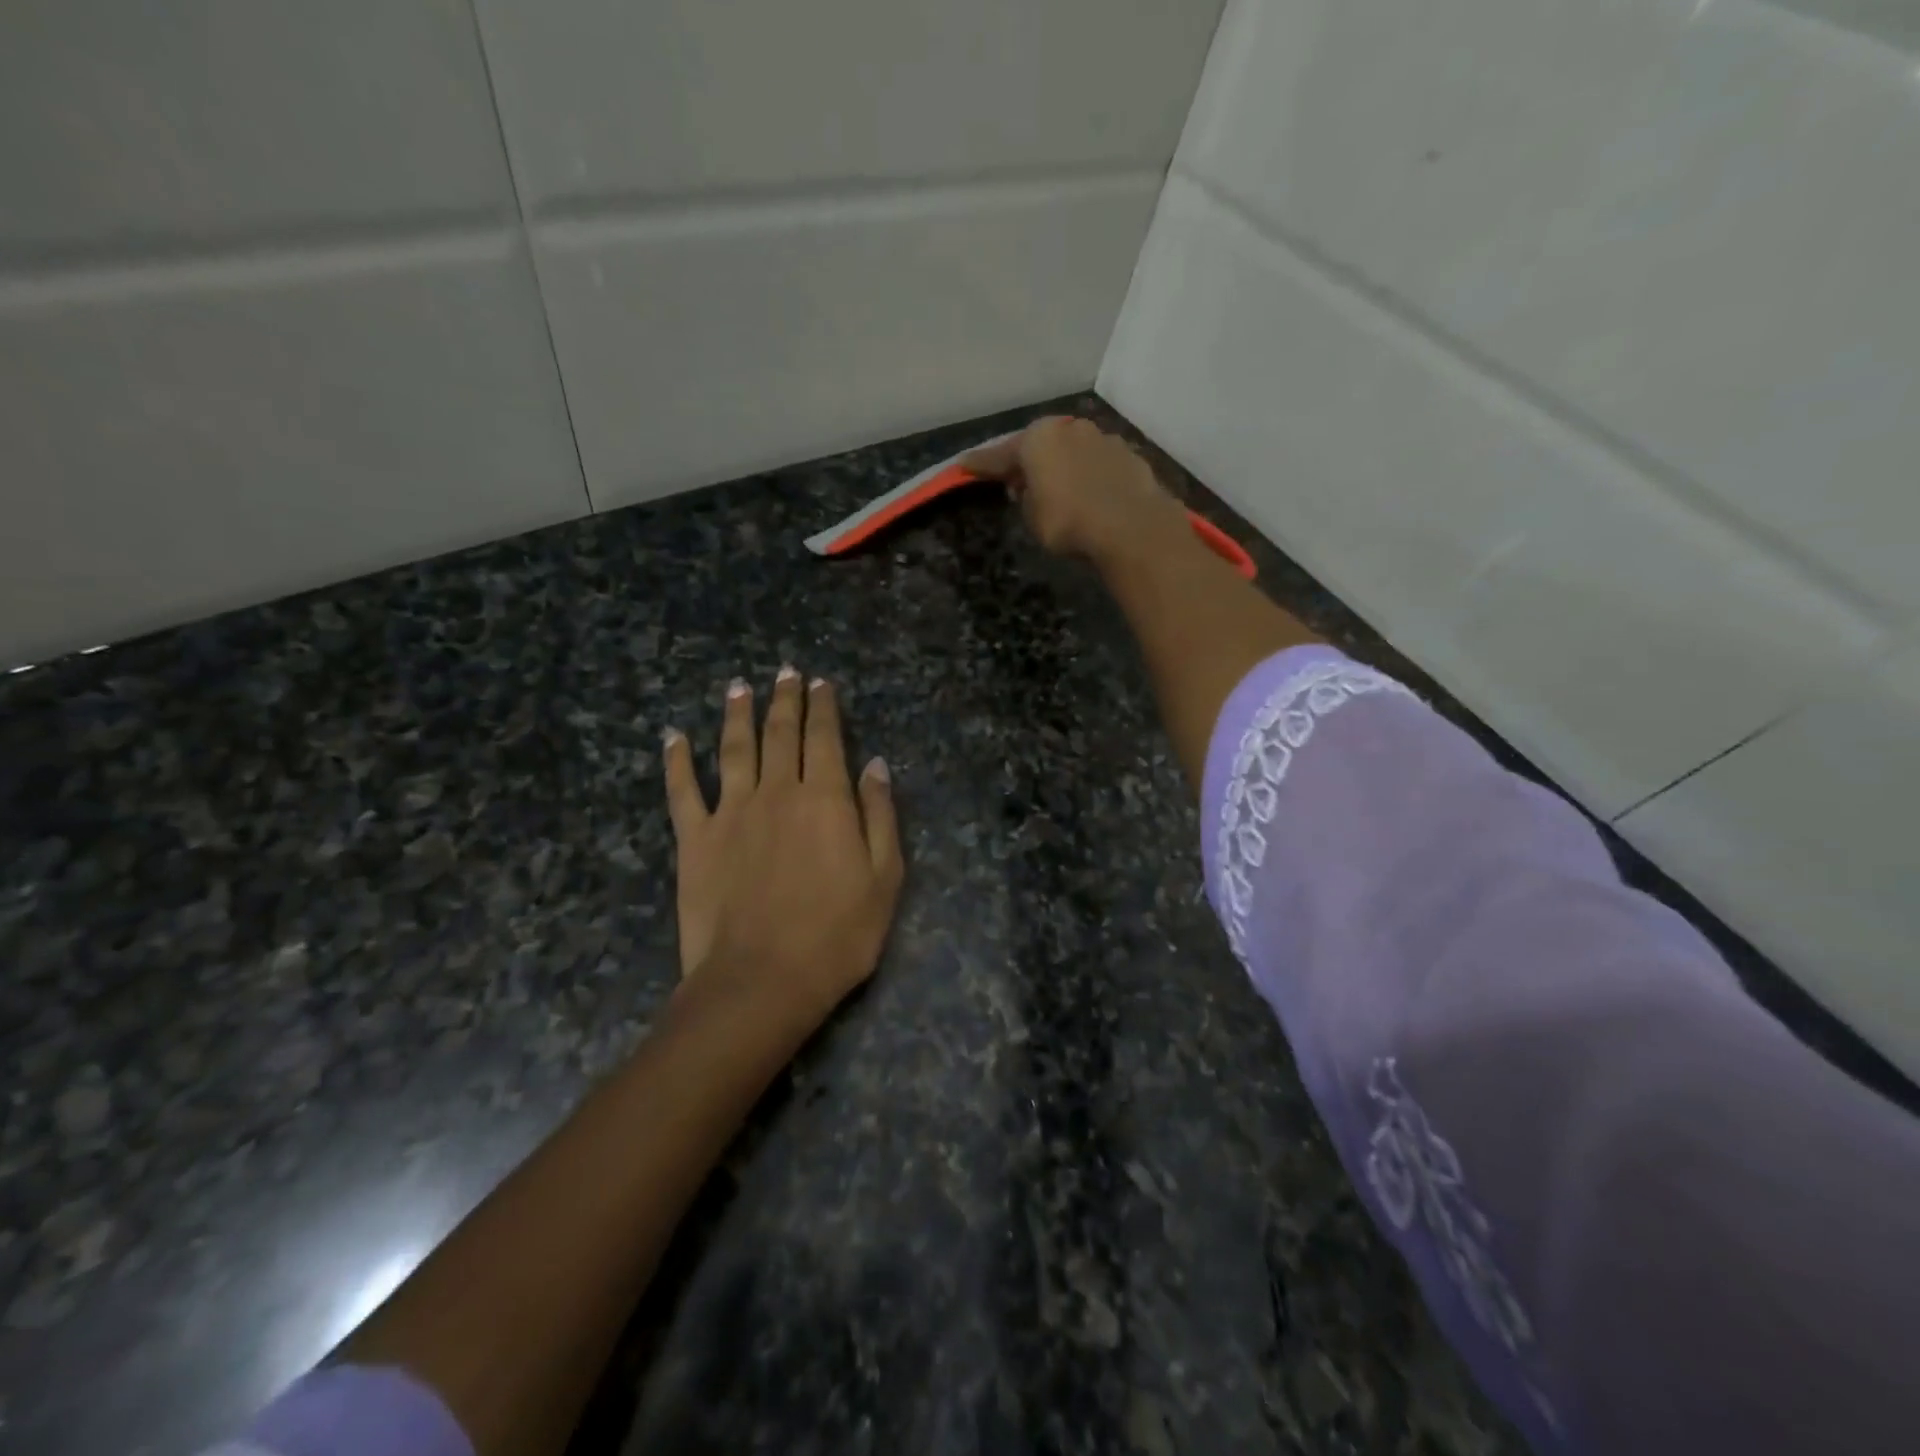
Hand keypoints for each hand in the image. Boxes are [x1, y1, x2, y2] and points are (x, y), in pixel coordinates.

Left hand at [663, 667, 902, 1029]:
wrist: (761, 981)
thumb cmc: (836, 935)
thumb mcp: (884, 878)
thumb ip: (880, 815)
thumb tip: (874, 764)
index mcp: (824, 799)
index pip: (824, 738)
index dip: (823, 707)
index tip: (820, 683)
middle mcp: (776, 792)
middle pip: (780, 733)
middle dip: (784, 699)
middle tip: (785, 672)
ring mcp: (730, 812)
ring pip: (734, 749)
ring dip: (737, 714)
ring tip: (739, 686)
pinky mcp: (694, 839)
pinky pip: (683, 791)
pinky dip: (677, 761)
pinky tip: (674, 737)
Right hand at [959, 416, 1191, 564]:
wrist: (1131, 527)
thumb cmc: (1069, 521)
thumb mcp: (1032, 517)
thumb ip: (1026, 498)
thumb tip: (1029, 488)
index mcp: (1038, 439)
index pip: (1001, 454)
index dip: (982, 464)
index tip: (965, 465)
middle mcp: (1070, 429)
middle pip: (1042, 445)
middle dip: (1029, 460)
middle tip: (1017, 477)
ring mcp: (1104, 439)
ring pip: (1074, 450)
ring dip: (1064, 465)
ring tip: (1059, 487)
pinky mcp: (1131, 456)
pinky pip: (1099, 465)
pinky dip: (1090, 475)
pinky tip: (1090, 492)